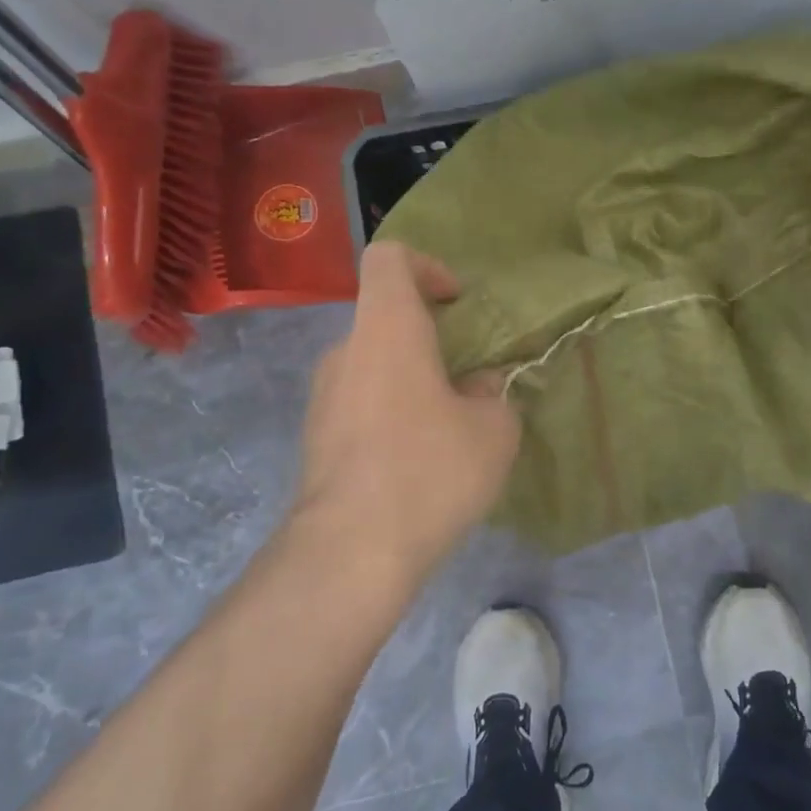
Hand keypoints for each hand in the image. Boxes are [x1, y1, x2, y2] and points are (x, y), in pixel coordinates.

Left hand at [290, 243, 520, 579]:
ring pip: (374, 365)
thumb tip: (477, 388)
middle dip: (429, 337)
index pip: (389, 258)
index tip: (456, 302)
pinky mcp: (316, 438)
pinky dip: (391, 412)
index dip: (427, 266)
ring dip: (412, 379)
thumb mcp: (494, 430)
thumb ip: (493, 394)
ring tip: (450, 425)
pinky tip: (418, 460)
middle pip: (385, 318)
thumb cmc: (430, 470)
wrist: (351, 552)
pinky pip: (360, 404)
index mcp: (387, 329)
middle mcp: (345, 351)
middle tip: (468, 375)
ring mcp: (323, 397)